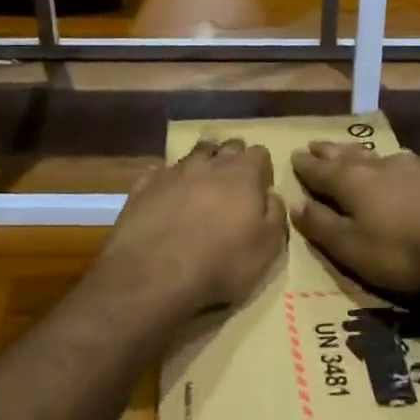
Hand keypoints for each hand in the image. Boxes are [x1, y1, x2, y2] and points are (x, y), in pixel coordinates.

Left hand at [92, 137, 286, 321]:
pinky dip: (167, 179)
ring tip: (201, 180)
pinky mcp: (143, 186)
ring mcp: (173, 172)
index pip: (259, 153)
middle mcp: (208, 164)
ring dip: (201, 162)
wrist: (155, 273)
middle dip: (232, 158)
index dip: (262, 169)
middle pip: (226, 146)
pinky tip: (166, 193)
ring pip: (193, 153)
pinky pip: (160, 171)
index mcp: (243, 174)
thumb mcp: (267, 248)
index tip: (261, 187)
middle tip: (233, 182)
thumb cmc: (221, 262)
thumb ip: (275, 215)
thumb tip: (272, 195)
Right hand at [291, 142, 419, 294]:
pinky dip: (389, 163)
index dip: (305, 166)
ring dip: (358, 154)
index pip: (320, 170)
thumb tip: (294, 203)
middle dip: (329, 152)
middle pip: (347, 156)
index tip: (292, 156)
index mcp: (351, 182)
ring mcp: (412, 170)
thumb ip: (322, 225)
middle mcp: (379, 168)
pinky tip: (397, 164)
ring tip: (350, 151)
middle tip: (314, 145)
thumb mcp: (351, 248)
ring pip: (376, 156)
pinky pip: (403, 163)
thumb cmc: (402, 252)